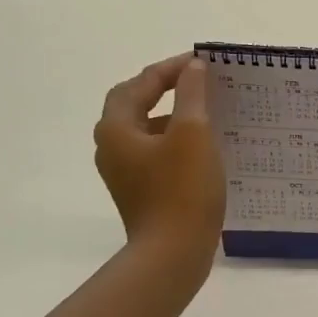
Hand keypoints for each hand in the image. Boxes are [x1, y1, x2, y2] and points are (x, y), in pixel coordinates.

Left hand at [94, 54, 225, 274]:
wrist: (173, 254)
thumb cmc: (182, 190)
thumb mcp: (193, 133)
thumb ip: (192, 95)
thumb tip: (192, 68)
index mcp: (116, 128)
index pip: (139, 84)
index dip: (169, 69)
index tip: (200, 62)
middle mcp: (111, 147)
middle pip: (134, 105)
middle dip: (164, 90)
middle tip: (196, 81)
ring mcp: (124, 173)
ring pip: (146, 131)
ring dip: (172, 117)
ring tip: (206, 112)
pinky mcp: (140, 192)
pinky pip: (155, 155)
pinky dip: (175, 143)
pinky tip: (204, 148)